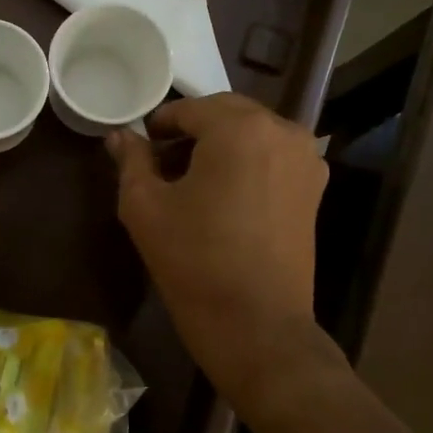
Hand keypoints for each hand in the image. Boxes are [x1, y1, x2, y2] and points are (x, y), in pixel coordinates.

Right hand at [107, 95, 327, 412]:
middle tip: (162, 160)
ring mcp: (305, 160)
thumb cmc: (194, 261)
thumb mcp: (145, 207)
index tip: (141, 145)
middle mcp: (282, 131)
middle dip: (193, 130)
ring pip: (252, 134)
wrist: (256, 324)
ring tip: (192, 180)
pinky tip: (223, 196)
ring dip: (221, 145)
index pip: (190, 108)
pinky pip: (273, 157)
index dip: (160, 123)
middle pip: (227, 114)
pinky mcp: (314, 189)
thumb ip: (132, 161)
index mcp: (240, 128)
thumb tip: (119, 136)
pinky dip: (246, 163)